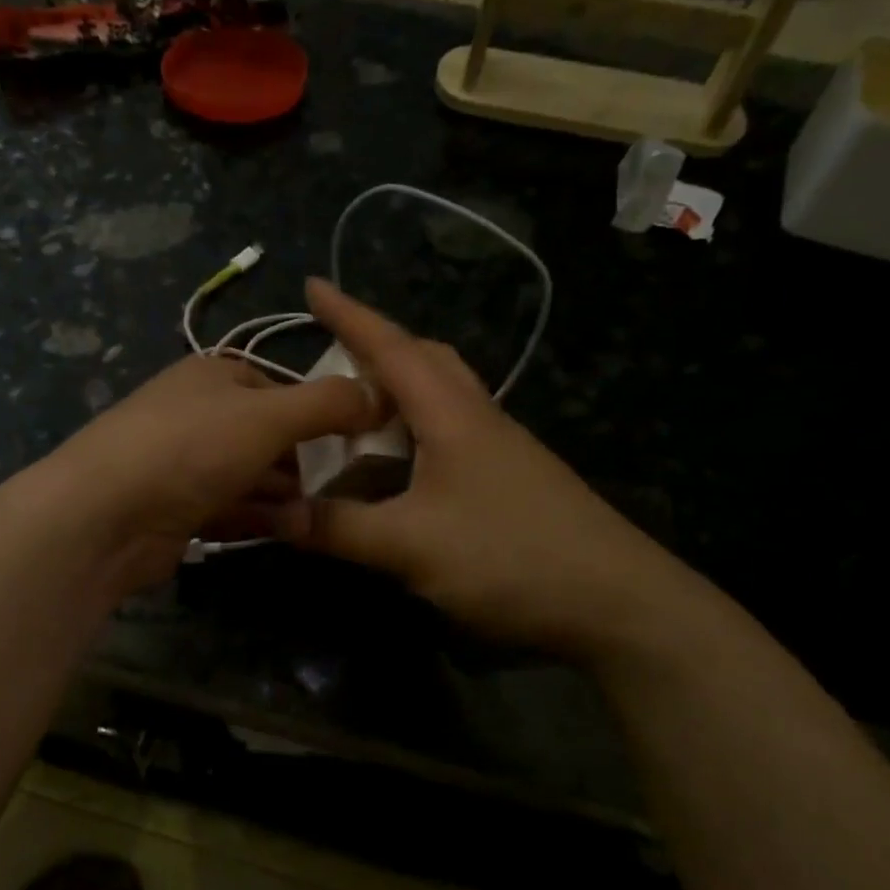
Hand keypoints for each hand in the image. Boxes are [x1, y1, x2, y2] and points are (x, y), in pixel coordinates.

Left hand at [28, 350, 379, 595]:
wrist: (104, 514)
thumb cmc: (190, 447)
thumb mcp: (268, 415)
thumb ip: (328, 403)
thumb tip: (379, 392)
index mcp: (214, 376)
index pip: (280, 388)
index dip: (320, 413)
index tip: (356, 442)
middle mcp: (197, 414)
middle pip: (268, 436)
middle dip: (306, 462)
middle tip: (346, 488)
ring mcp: (184, 464)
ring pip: (252, 476)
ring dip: (288, 496)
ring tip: (318, 516)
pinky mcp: (177, 509)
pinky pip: (231, 508)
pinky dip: (261, 517)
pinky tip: (292, 532)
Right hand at [269, 279, 700, 658]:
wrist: (616, 603)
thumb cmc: (509, 558)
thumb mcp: (410, 546)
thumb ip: (338, 528)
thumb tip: (273, 514)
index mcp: (452, 415)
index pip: (392, 348)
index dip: (349, 316)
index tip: (311, 285)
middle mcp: (477, 419)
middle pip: (425, 360)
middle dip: (376, 346)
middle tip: (331, 356)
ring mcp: (499, 450)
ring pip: (440, 398)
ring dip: (396, 392)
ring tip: (353, 413)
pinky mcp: (509, 481)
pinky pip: (449, 436)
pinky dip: (412, 434)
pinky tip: (397, 469)